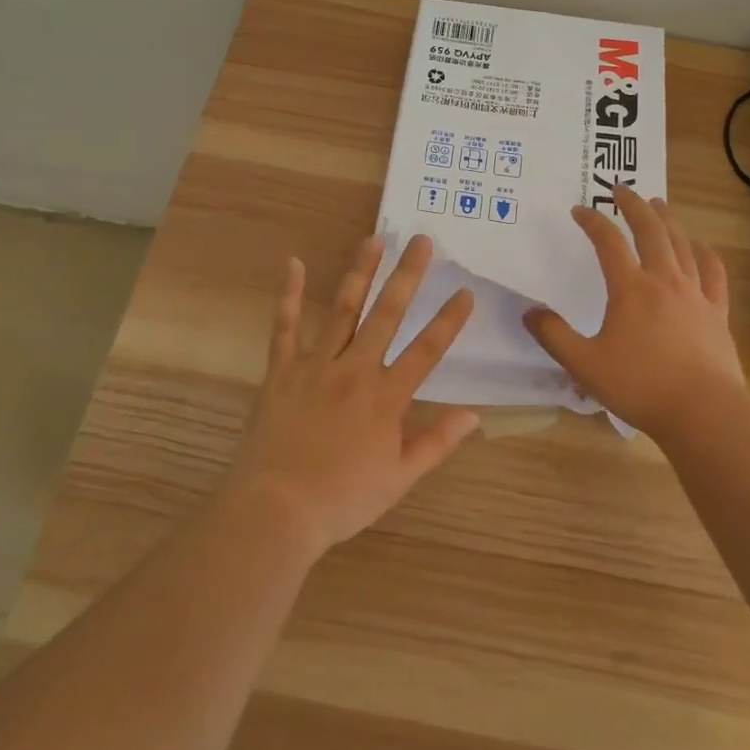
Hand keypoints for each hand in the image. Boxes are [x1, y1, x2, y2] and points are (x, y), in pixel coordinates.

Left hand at [228, 234, 479, 553]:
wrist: (276, 510)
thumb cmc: (343, 499)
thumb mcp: (399, 479)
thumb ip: (437, 443)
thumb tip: (474, 415)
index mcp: (386, 397)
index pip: (426, 350)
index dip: (449, 320)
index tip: (466, 291)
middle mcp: (355, 370)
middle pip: (387, 314)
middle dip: (407, 275)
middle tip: (422, 240)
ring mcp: (316, 365)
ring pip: (342, 309)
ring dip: (360, 272)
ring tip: (374, 239)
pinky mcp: (282, 370)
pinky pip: (285, 326)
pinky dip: (288, 294)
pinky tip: (293, 263)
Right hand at [523, 186, 746, 440]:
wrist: (703, 411)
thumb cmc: (640, 386)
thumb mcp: (585, 364)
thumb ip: (554, 337)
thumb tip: (530, 312)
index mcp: (630, 288)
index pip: (608, 242)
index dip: (592, 222)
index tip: (579, 210)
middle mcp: (664, 281)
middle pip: (650, 230)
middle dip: (634, 205)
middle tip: (622, 189)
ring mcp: (694, 294)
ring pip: (681, 245)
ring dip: (668, 220)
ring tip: (659, 204)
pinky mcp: (716, 313)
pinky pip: (713, 274)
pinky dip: (707, 255)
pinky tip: (703, 248)